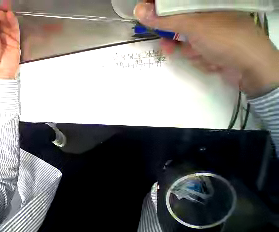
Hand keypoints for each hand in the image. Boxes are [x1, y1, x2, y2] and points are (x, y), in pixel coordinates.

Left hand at [0, 5, 19, 78]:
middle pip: (0, 21)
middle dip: (0, 12)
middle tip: (2, 5)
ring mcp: (7, 39)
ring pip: (8, 24)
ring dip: (6, 16)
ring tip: (5, 9)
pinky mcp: (15, 43)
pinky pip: (14, 31)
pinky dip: (13, 22)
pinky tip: (10, 15)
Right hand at [134, 2, 278, 96]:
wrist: (249, 68)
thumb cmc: (225, 39)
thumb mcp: (193, 26)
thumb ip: (166, 19)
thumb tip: (139, 10)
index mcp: (205, 4)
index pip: (175, 4)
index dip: (161, 11)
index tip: (151, 20)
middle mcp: (208, 15)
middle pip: (179, 23)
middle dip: (173, 38)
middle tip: (169, 46)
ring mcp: (211, 32)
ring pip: (186, 40)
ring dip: (187, 50)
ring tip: (198, 55)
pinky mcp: (212, 46)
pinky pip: (195, 50)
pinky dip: (197, 57)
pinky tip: (209, 59)